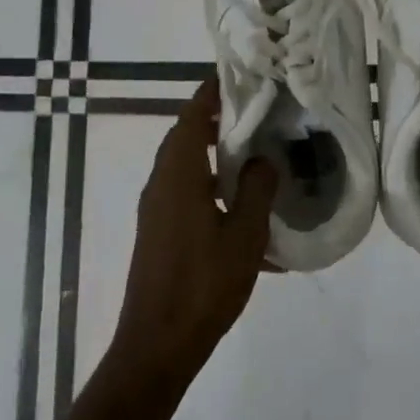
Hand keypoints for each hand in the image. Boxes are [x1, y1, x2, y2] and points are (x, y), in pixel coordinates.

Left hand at [111, 78, 277, 380]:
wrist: (157, 345)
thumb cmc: (203, 285)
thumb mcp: (243, 235)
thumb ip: (256, 189)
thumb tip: (263, 159)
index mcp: (178, 175)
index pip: (191, 117)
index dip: (211, 93)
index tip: (236, 75)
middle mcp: (160, 184)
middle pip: (184, 136)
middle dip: (215, 118)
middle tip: (254, 108)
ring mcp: (156, 209)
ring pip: (184, 165)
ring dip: (212, 152)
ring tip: (252, 149)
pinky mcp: (158, 231)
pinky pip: (185, 192)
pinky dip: (209, 185)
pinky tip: (241, 208)